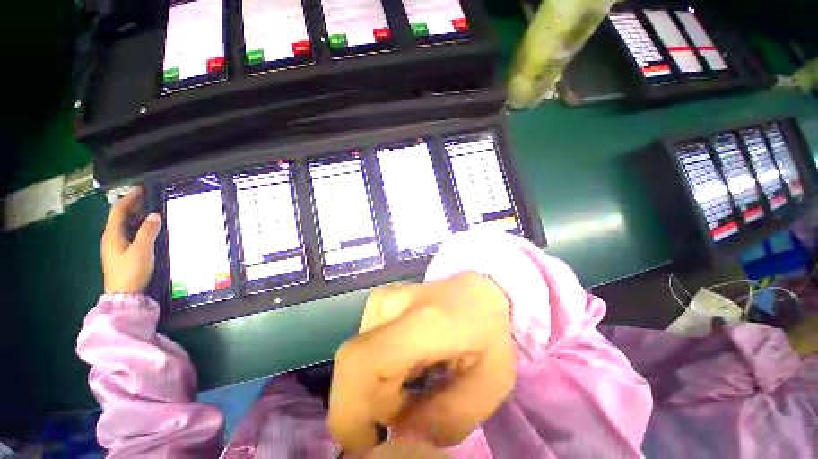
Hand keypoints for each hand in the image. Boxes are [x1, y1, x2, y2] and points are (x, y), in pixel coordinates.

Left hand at [101, 188, 161, 293]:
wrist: (124, 295)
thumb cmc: (131, 271)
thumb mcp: (142, 250)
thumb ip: (148, 231)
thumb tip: (154, 215)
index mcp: (112, 235)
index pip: (118, 210)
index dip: (129, 198)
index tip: (141, 189)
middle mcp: (111, 238)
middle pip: (119, 217)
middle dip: (132, 205)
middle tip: (148, 198)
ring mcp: (115, 247)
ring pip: (124, 226)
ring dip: (136, 216)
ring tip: (150, 211)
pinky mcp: (121, 254)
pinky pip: (128, 234)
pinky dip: (137, 227)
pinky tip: (147, 229)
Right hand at [328, 272, 514, 454]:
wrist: (478, 290)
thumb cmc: (489, 333)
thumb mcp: (487, 385)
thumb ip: (444, 420)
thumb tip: (398, 435)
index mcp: (424, 322)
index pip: (363, 364)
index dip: (351, 412)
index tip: (372, 443)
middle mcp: (392, 304)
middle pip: (353, 367)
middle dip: (368, 406)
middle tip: (406, 413)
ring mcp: (381, 300)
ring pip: (355, 362)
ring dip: (374, 389)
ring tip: (412, 386)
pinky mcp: (376, 302)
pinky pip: (362, 349)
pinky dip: (375, 372)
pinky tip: (404, 369)